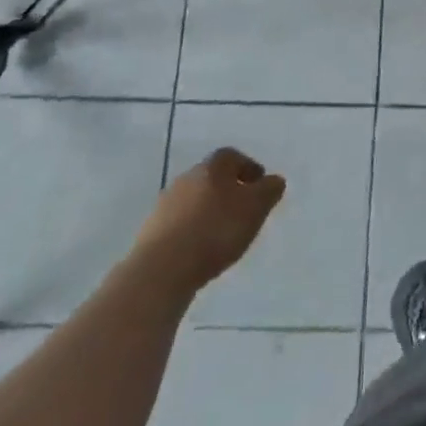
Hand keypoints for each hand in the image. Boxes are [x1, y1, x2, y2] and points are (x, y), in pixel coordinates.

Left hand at [140, 148, 285, 287]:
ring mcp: (165, 205)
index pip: (233, 156)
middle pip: (212, 178)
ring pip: (195, 201)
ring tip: (224, 234)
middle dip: (229, 190)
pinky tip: (201, 250)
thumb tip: (274, 180)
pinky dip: (194, 231)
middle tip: (245, 210)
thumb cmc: (216, 230)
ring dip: (210, 211)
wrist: (162, 269)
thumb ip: (269, 190)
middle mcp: (186, 178)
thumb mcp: (256, 207)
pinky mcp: (151, 232)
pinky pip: (180, 224)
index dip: (249, 168)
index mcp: (212, 167)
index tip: (260, 185)